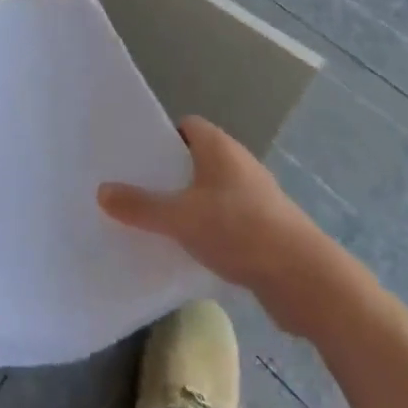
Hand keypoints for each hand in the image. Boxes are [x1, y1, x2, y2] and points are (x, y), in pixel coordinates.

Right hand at [98, 116, 364, 340]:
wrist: (306, 280)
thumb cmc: (240, 230)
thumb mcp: (180, 218)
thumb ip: (140, 206)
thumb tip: (101, 191)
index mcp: (219, 147)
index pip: (186, 127)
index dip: (162, 139)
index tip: (137, 158)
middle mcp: (239, 164)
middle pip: (197, 160)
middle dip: (170, 174)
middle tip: (137, 191)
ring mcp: (256, 197)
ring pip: (212, 192)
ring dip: (190, 205)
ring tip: (157, 223)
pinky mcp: (267, 230)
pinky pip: (227, 221)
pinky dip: (210, 230)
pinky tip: (191, 251)